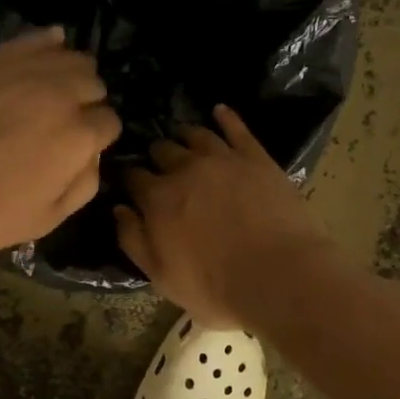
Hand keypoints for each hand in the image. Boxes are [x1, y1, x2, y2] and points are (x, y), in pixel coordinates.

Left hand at [0, 28, 120, 264]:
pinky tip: (45, 54)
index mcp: (77, 135)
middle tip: (64, 123)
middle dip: (87, 102)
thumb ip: (83, 184)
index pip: (109, 122)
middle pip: (93, 83)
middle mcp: (59, 93)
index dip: (98, 137)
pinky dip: (47, 45)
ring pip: (70, 56)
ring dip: (70, 74)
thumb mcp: (46, 219)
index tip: (81, 148)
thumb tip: (93, 156)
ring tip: (52, 93)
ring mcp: (24, 70)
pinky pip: (34, 38)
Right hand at [116, 105, 336, 325]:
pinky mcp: (256, 157)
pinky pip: (237, 128)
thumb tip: (119, 209)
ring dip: (184, 136)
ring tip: (183, 140)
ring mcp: (222, 158)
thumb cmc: (216, 287)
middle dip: (156, 156)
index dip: (130, 178)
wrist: (280, 276)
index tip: (131, 183)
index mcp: (157, 198)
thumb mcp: (161, 277)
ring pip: (196, 135)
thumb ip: (134, 240)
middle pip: (161, 150)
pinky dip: (226, 117)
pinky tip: (220, 111)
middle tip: (160, 166)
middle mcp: (185, 169)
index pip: (133, 177)